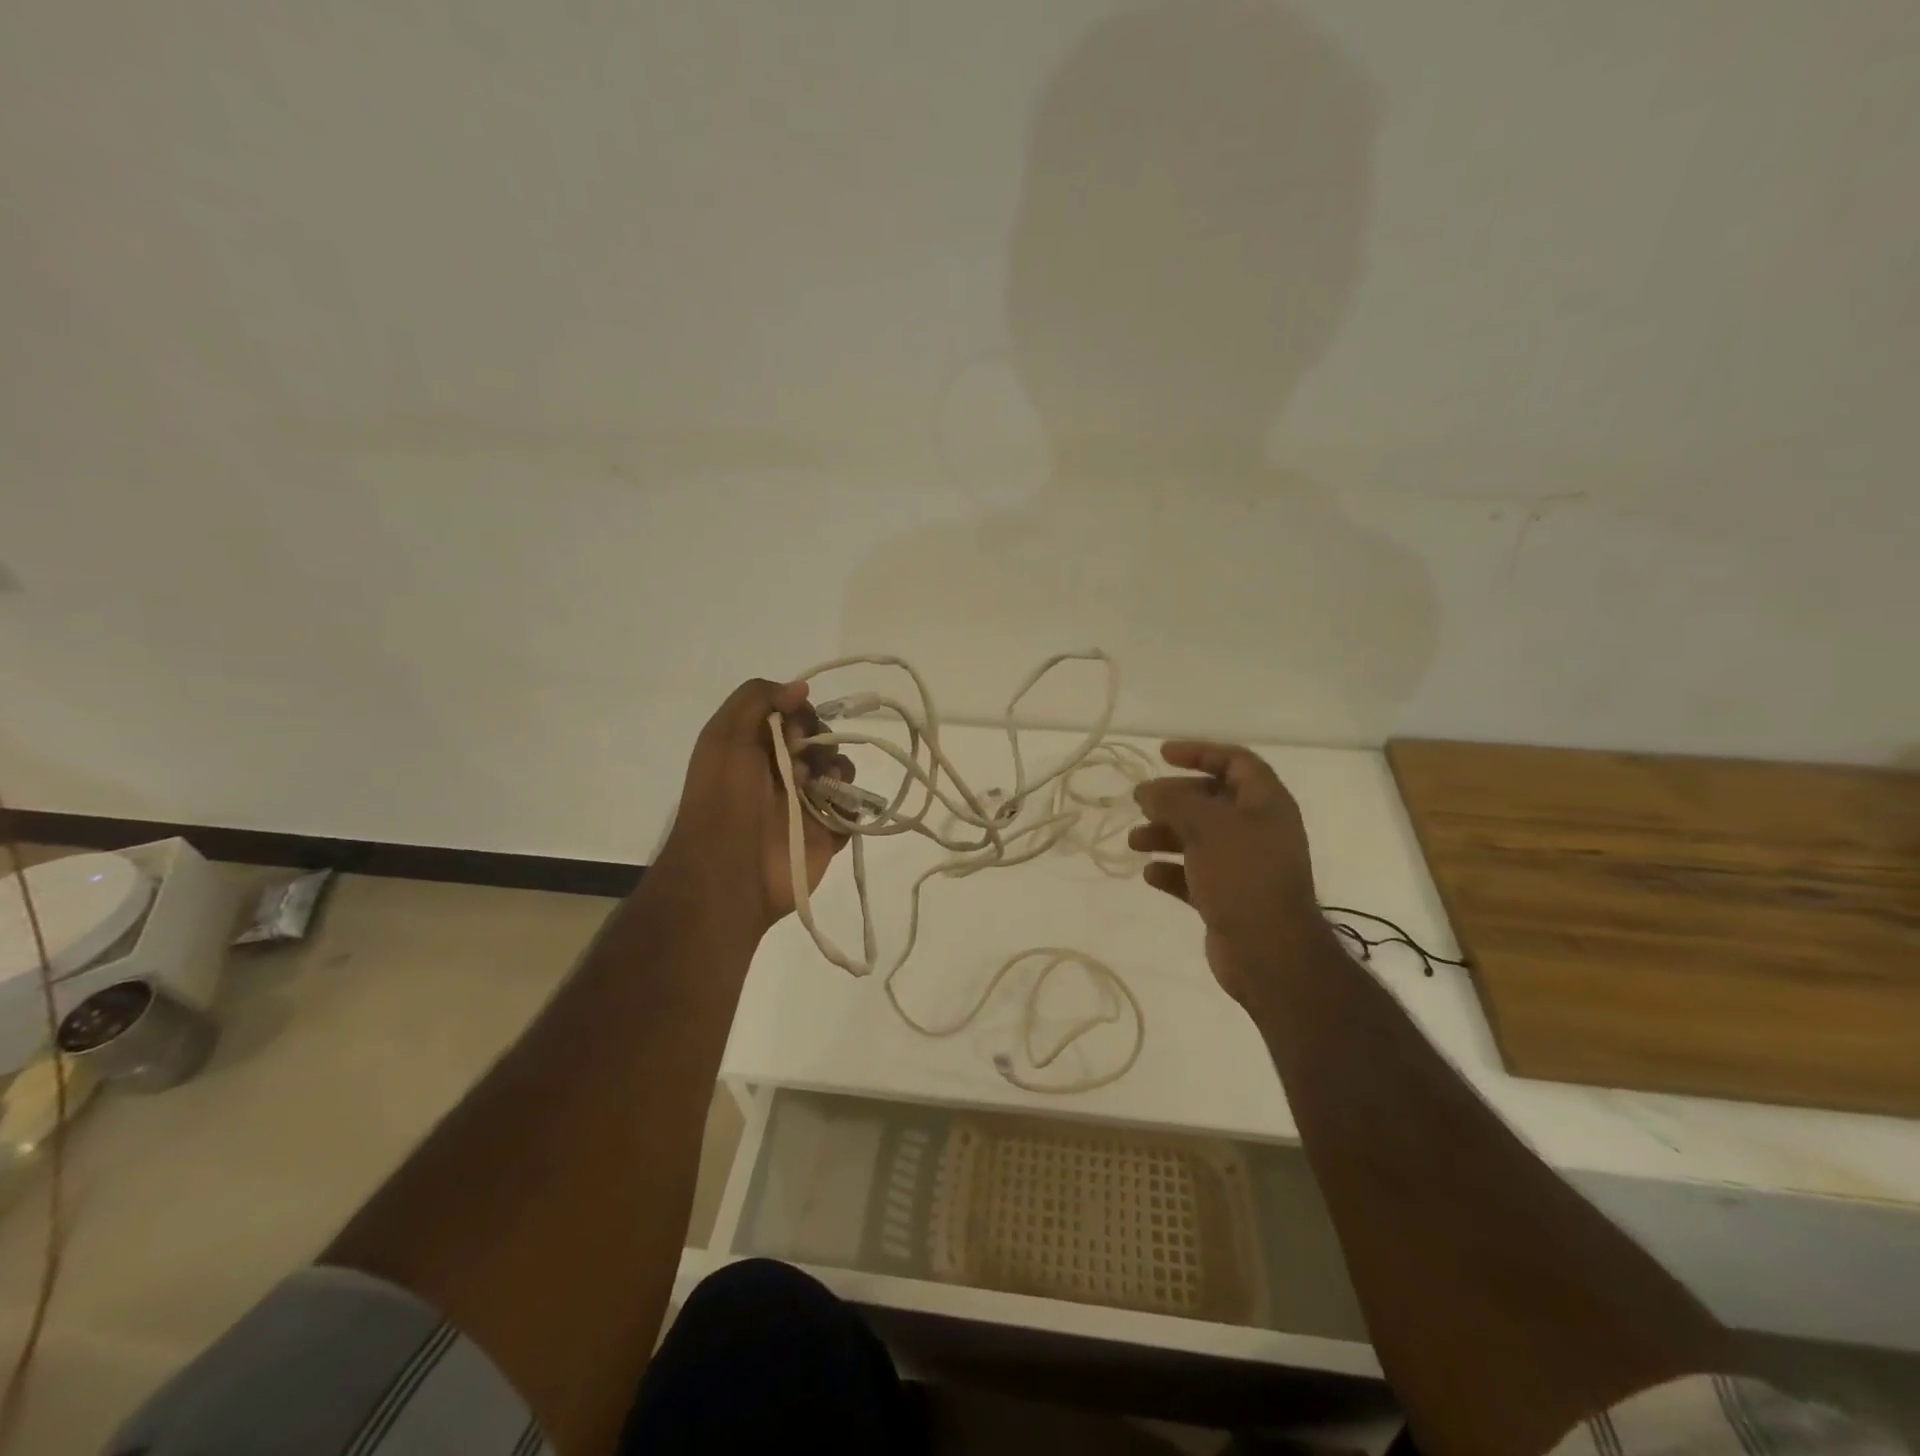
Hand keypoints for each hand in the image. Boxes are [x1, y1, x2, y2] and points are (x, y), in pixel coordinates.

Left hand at [659, 678, 854, 932]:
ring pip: (840, 772)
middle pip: (820, 741)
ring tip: (820, 788)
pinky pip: (853, 810)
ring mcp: (805, 804)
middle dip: (819, 743)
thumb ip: (758, 699)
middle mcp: (780, 773)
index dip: (799, 716)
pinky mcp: (826, 834)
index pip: (791, 717)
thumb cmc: (724, 799)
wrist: (729, 873)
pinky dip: (851, 805)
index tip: (794, 730)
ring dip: (838, 771)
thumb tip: (800, 688)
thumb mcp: (725, 736)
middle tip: (802, 767)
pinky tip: (834, 810)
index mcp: (753, 750)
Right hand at [1129, 742, 1328, 1005]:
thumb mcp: (1206, 826)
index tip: (1162, 755)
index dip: (1200, 752)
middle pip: (1212, 800)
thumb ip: (1173, 800)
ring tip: (1135, 842)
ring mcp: (1244, 866)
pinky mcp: (1229, 897)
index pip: (1235, 762)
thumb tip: (1147, 790)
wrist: (1270, 954)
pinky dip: (1172, 871)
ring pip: (1199, 838)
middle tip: (1141, 802)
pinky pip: (1195, 874)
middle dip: (1173, 799)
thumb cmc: (1242, 876)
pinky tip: (1150, 875)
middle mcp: (1258, 830)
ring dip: (1165, 835)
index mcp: (1265, 804)